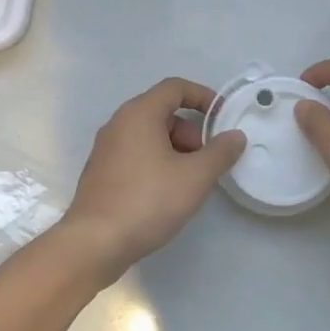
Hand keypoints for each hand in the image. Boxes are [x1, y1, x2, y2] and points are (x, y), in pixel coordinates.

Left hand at [60, 78, 245, 282]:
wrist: (95, 243)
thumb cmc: (148, 201)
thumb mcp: (195, 177)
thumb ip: (220, 153)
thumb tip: (235, 136)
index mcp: (139, 113)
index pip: (175, 87)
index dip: (203, 97)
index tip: (223, 118)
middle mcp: (118, 123)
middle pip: (163, 112)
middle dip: (191, 132)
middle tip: (207, 161)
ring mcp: (106, 149)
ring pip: (150, 136)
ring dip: (176, 150)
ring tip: (190, 182)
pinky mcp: (101, 172)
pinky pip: (136, 154)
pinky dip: (157, 163)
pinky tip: (167, 194)